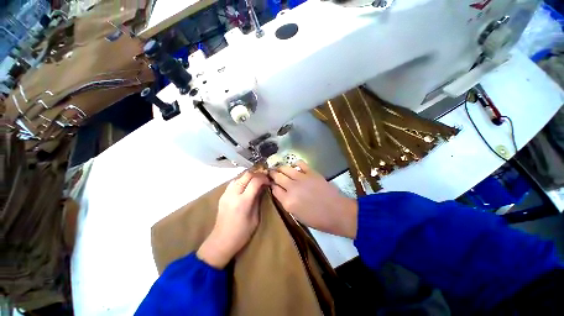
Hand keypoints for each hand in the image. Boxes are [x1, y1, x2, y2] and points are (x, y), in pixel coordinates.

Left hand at [197, 171, 268, 268]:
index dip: (264, 178)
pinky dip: (242, 180)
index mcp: (243, 202)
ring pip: (239, 176)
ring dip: (249, 176)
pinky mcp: (222, 195)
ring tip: (256, 180)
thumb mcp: (255, 218)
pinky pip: (233, 182)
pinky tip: (246, 185)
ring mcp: (226, 194)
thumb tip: (263, 187)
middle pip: (246, 175)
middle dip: (257, 174)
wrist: (221, 241)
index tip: (269, 180)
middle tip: (264, 178)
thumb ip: (258, 200)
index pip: (255, 181)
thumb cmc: (242, 233)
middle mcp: (233, 194)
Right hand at [269, 161, 357, 238]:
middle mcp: (292, 188)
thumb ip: (287, 203)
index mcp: (288, 202)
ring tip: (281, 169)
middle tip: (272, 173)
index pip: (274, 189)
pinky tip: (295, 166)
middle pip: (277, 177)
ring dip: (281, 168)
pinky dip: (295, 163)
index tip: (272, 183)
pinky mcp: (311, 172)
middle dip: (273, 174)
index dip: (272, 185)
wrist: (337, 212)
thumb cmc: (317, 219)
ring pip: (285, 168)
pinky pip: (299, 163)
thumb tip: (281, 192)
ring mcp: (301, 178)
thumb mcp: (297, 216)